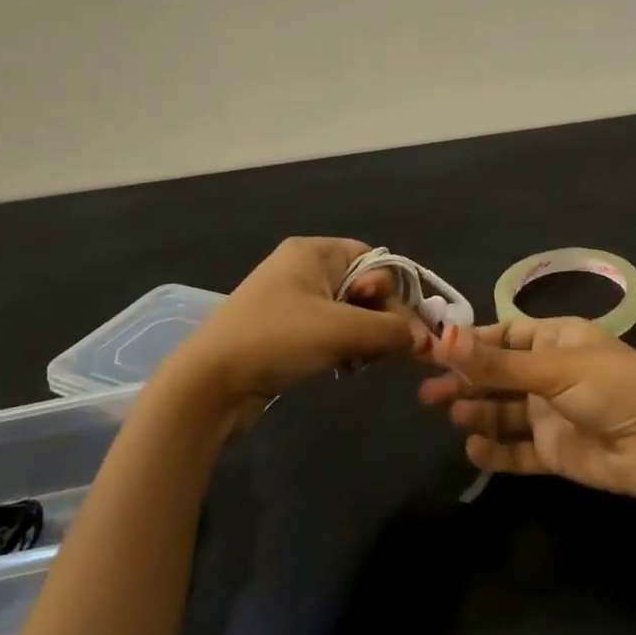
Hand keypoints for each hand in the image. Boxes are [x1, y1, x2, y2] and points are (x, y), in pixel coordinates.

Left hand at [166, 237, 410, 413]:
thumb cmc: (277, 340)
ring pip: (350, 312)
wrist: (209, 383)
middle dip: (380, 318)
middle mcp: (304, 268)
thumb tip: (425, 340)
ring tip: (361, 361)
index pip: (375, 260)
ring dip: (364, 336)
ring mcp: (292, 300)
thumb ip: (392, 330)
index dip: (393, 291)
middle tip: (385, 349)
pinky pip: (330, 330)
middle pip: (365, 287)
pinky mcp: (285, 330)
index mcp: (314, 252)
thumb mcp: (343, 330)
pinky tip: (346, 368)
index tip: (400, 325)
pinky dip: (344, 347)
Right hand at [414, 317, 635, 509]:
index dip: (470, 344)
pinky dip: (495, 451)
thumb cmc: (611, 387)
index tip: (432, 350)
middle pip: (498, 375)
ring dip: (478, 412)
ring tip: (454, 415)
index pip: (504, 336)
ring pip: (503, 412)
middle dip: (465, 381)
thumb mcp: (552, 367)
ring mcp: (552, 414)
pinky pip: (516, 450)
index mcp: (556, 340)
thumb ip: (496, 362)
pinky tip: (474, 449)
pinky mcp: (554, 451)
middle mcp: (551, 374)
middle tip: (428, 393)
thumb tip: (442, 338)